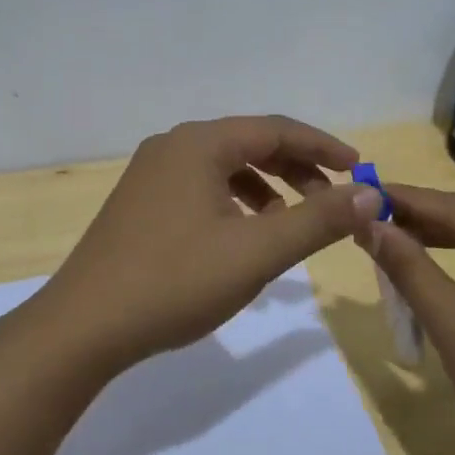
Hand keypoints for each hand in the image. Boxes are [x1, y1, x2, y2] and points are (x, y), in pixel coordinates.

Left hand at [31, 116, 381, 365]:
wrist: (85, 325)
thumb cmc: (175, 281)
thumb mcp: (257, 252)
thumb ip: (317, 220)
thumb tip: (369, 193)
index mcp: (199, 144)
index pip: (275, 129)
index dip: (322, 147)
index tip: (359, 169)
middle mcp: (172, 147)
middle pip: (249, 144)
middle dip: (296, 170)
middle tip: (333, 202)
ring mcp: (150, 175)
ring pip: (224, 168)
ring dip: (266, 189)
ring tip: (291, 224)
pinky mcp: (140, 203)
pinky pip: (201, 188)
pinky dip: (234, 204)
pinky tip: (244, 238)